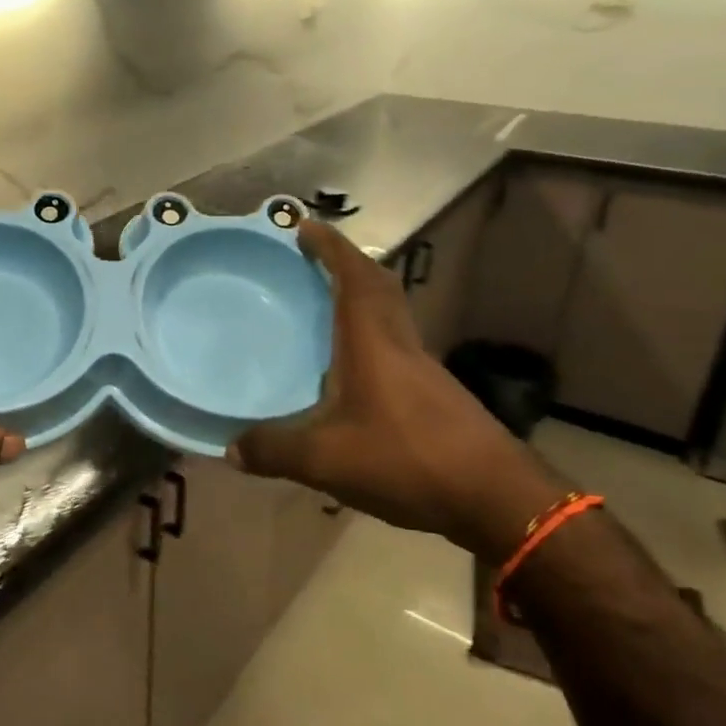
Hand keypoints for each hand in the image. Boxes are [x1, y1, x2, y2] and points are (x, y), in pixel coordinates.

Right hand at [231, 222, 559, 561]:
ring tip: (324, 309)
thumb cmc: (406, 460)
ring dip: (361, 300)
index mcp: (373, 343)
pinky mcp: (435, 396)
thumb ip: (273, 450)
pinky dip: (370, 338)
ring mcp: (423, 370)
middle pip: (379, 287)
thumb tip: (230, 450)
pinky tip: (350, 371)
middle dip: (346, 264)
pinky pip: (395, 348)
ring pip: (390, 317)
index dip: (330, 247)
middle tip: (312, 260)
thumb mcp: (325, 460)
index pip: (354, 277)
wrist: (495, 499)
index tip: (305, 226)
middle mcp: (400, 345)